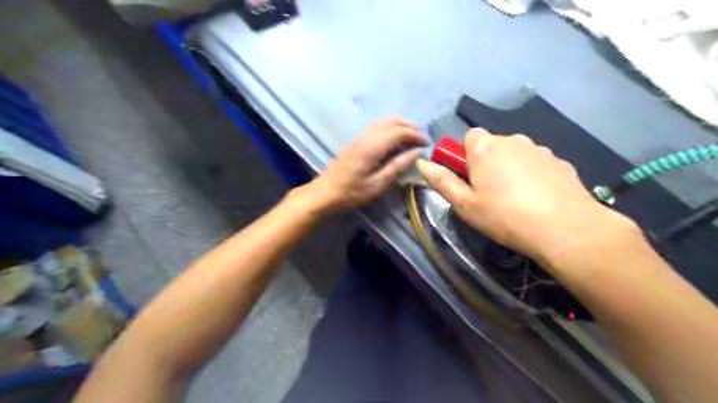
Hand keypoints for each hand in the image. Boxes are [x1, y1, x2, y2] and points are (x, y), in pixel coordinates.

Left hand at [308, 116, 424, 214]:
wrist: (325, 192)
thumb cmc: (352, 192)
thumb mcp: (378, 184)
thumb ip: (398, 167)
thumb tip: (417, 153)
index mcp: (372, 146)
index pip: (399, 131)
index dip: (416, 135)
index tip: (427, 145)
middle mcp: (367, 136)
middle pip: (393, 121)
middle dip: (411, 127)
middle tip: (421, 141)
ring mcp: (361, 136)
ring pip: (385, 121)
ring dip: (401, 126)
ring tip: (411, 141)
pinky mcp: (357, 140)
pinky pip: (378, 127)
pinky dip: (392, 129)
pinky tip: (396, 143)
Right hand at [416, 129, 639, 267]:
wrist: (565, 228)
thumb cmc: (504, 216)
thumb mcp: (464, 204)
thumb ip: (442, 181)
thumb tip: (424, 164)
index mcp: (486, 148)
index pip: (470, 136)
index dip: (466, 156)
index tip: (469, 178)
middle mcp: (513, 141)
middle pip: (493, 145)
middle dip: (487, 162)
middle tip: (489, 192)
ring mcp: (540, 149)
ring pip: (516, 154)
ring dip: (511, 168)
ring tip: (516, 199)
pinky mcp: (560, 162)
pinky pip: (537, 163)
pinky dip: (533, 175)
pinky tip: (538, 199)